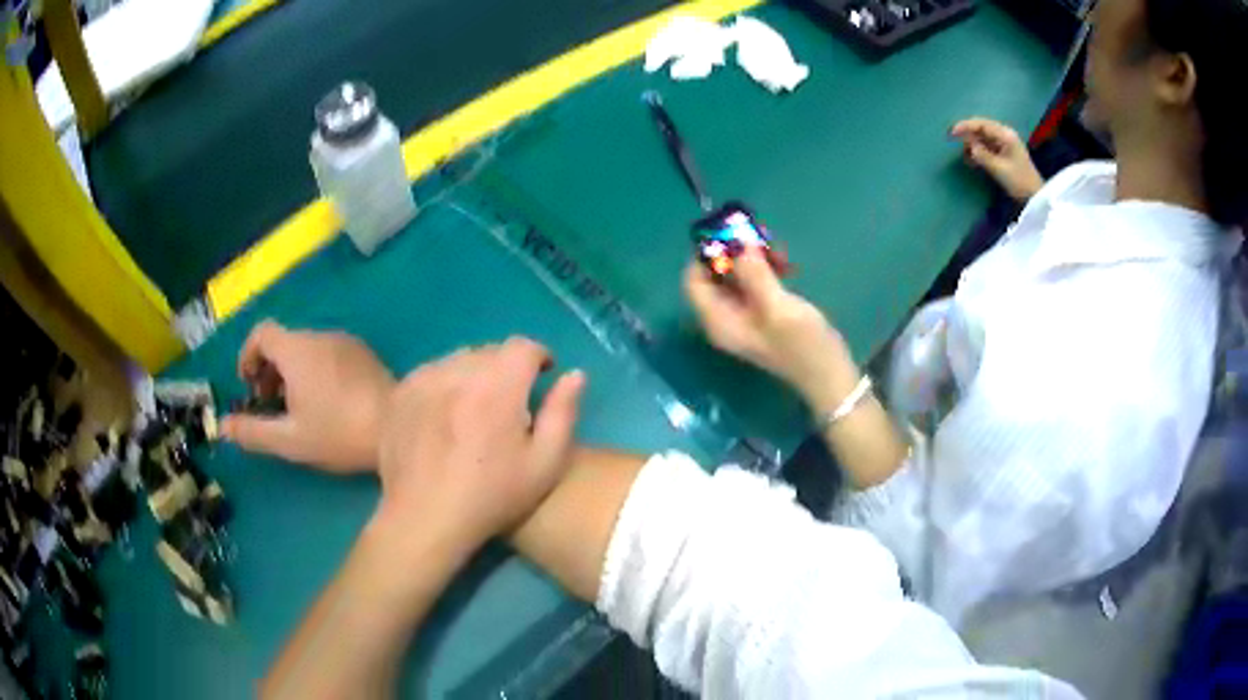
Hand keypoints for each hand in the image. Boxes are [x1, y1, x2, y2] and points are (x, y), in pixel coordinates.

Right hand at [220, 321, 394, 471]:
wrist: (401, 428)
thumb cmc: (339, 434)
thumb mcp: (289, 439)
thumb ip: (252, 432)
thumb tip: (222, 427)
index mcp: (297, 349)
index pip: (262, 332)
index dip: (248, 355)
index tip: (249, 386)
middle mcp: (320, 336)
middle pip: (284, 341)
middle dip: (269, 369)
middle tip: (270, 405)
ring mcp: (346, 342)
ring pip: (306, 348)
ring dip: (291, 372)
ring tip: (296, 409)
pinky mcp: (365, 354)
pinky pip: (328, 353)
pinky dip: (314, 370)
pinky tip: (325, 404)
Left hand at [375, 337, 585, 546]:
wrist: (424, 519)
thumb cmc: (491, 497)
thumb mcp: (544, 465)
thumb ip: (563, 413)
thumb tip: (575, 375)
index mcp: (498, 385)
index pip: (523, 346)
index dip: (538, 357)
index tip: (541, 377)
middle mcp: (459, 371)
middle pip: (490, 351)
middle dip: (505, 368)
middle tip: (508, 402)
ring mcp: (424, 379)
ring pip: (458, 360)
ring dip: (474, 374)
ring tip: (474, 409)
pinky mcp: (400, 392)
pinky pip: (431, 373)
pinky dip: (444, 384)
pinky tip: (443, 416)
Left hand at [684, 249, 859, 413]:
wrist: (830, 377)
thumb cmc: (802, 344)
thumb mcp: (776, 306)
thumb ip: (753, 273)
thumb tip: (737, 241)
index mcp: (718, 320)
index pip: (693, 280)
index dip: (706, 254)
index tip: (732, 233)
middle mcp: (724, 317)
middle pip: (714, 275)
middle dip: (734, 252)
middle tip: (761, 237)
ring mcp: (744, 316)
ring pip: (736, 276)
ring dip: (753, 259)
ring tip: (780, 252)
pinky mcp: (762, 313)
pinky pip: (753, 284)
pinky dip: (764, 270)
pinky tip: (786, 265)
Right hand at [951, 117, 1043, 201]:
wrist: (1034, 197)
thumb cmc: (1019, 182)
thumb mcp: (999, 169)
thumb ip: (982, 155)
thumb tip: (969, 146)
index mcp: (1005, 135)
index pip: (982, 124)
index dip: (966, 126)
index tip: (952, 132)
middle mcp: (1004, 135)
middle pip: (981, 129)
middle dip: (968, 135)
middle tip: (954, 142)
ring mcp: (1004, 144)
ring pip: (982, 138)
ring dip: (972, 145)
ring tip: (966, 157)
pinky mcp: (1003, 153)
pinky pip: (986, 147)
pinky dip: (978, 152)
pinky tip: (972, 160)